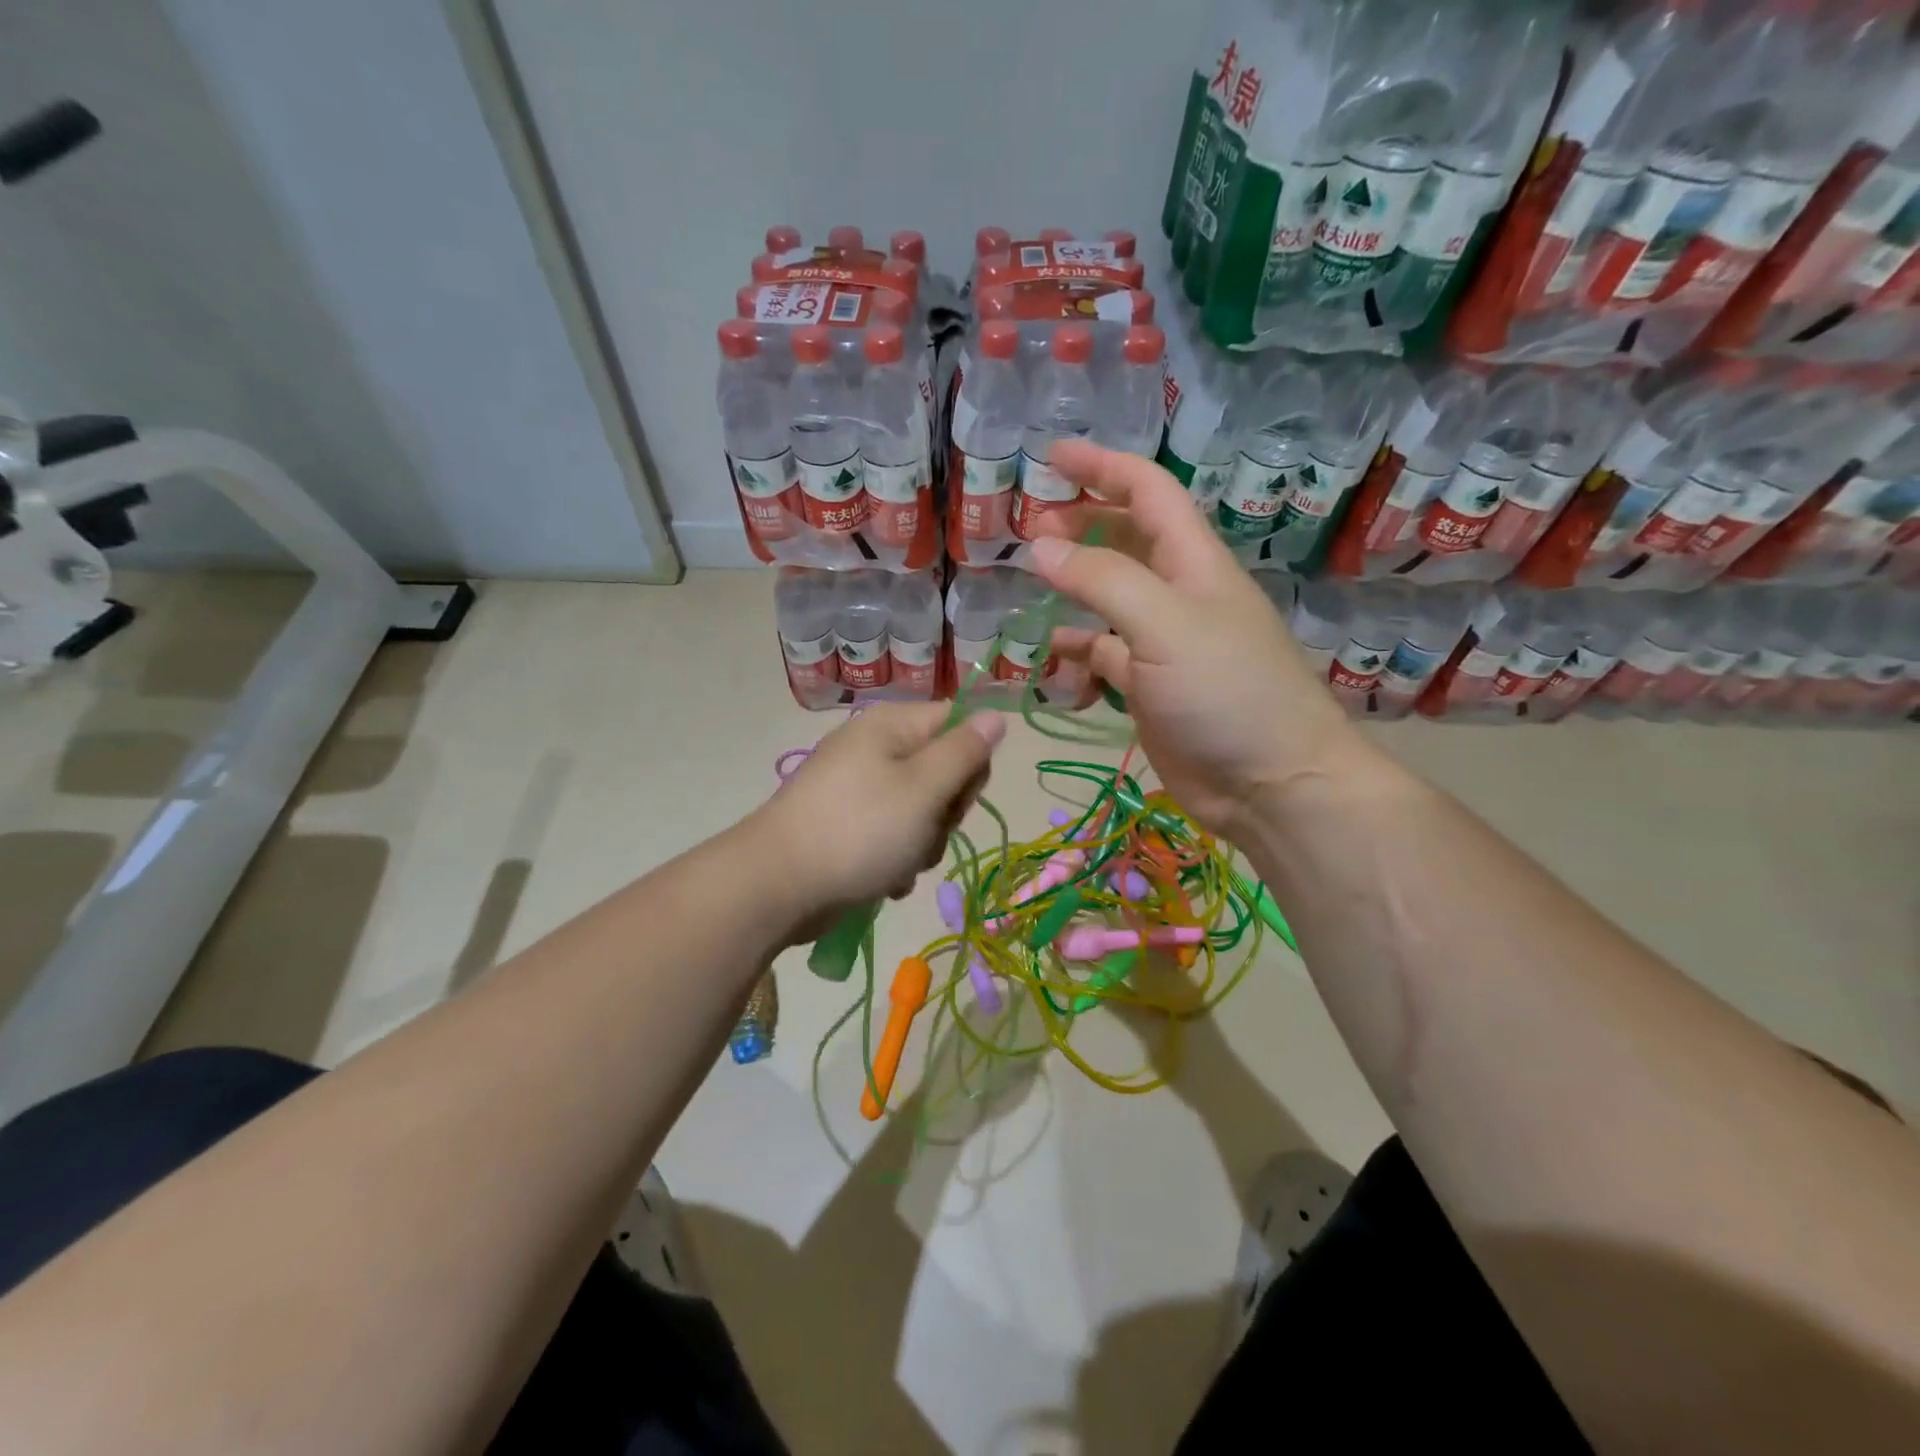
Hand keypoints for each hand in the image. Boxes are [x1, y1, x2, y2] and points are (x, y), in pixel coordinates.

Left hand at [750, 703, 1004, 938]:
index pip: (957, 724)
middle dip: (944, 812)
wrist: (777, 885)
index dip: (970, 761)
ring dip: (922, 844)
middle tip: (926, 831)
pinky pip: (891, 836)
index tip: (959, 795)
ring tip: (900, 863)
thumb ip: (965, 752)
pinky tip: (883, 880)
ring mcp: (856, 789)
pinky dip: (895, 859)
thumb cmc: (860, 830)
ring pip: (920, 811)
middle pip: (940, 771)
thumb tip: (996, 715)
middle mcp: (874, 749)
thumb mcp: (924, 788)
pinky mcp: (846, 825)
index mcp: (891, 727)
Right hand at [1028, 440, 1366, 838]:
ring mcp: (1163, 643)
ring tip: (1032, 593)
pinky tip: (1055, 662)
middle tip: (1031, 529)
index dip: (1102, 468)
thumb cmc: (1227, 693)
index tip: (1052, 457)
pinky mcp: (1150, 688)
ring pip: (1108, 601)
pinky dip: (1078, 654)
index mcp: (1192, 562)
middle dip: (1081, 526)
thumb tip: (1039, 546)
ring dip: (1072, 592)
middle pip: (1125, 541)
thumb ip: (1102, 581)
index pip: (1147, 492)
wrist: (1270, 782)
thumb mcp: (1164, 626)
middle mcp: (1178, 594)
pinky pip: (1104, 656)